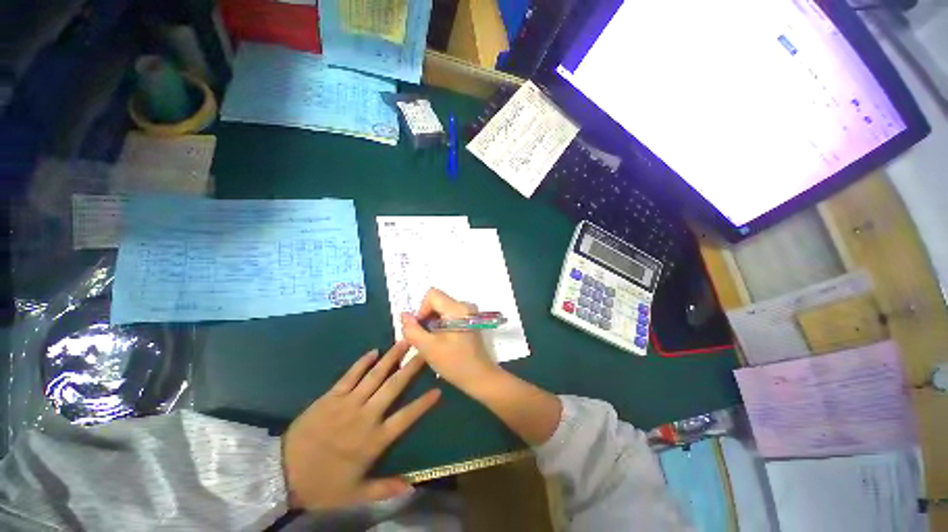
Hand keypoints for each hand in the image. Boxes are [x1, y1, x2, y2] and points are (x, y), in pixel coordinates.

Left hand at [282, 341, 439, 510]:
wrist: (283, 474)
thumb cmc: (322, 484)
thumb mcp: (355, 494)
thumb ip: (385, 489)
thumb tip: (413, 486)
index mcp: (374, 440)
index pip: (406, 417)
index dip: (423, 404)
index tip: (438, 389)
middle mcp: (365, 416)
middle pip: (393, 387)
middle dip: (411, 367)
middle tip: (423, 350)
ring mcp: (348, 403)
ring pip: (374, 376)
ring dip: (390, 358)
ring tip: (403, 342)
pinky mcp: (331, 396)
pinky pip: (350, 375)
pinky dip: (362, 362)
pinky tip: (373, 351)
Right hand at [400, 288, 499, 392]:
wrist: (480, 377)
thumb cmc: (455, 363)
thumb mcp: (428, 348)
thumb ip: (412, 330)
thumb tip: (404, 314)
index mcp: (457, 308)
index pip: (432, 295)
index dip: (421, 310)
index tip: (421, 329)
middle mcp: (465, 305)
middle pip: (437, 301)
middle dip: (426, 318)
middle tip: (426, 338)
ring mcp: (469, 312)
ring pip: (441, 308)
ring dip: (433, 322)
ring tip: (433, 341)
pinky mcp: (469, 319)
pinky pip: (449, 314)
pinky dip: (441, 324)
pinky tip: (442, 340)